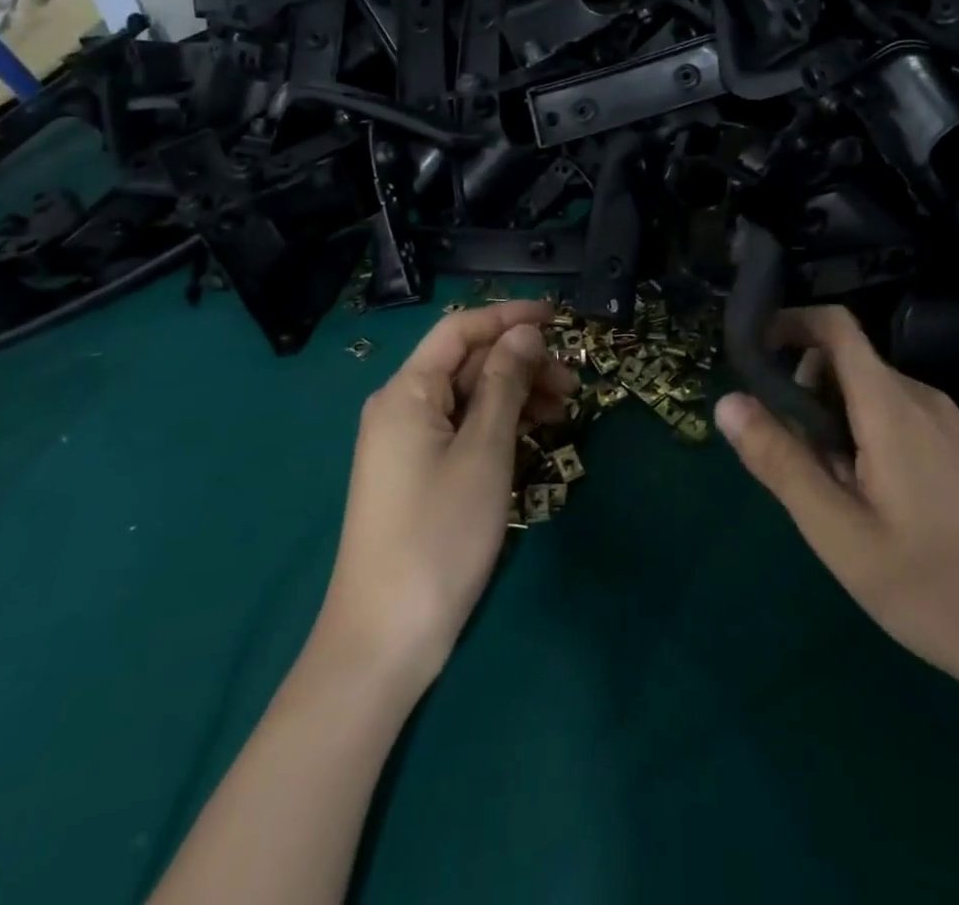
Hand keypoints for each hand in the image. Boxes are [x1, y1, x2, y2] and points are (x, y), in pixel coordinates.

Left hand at [313, 300, 576, 693]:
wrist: (385, 640)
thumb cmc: (439, 535)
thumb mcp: (484, 452)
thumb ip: (505, 383)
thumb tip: (525, 333)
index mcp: (406, 392)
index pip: (460, 329)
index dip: (509, 316)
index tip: (560, 318)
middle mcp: (401, 407)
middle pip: (466, 362)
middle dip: (521, 362)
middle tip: (573, 383)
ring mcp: (408, 443)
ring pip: (469, 396)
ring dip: (516, 394)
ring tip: (564, 411)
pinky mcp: (419, 473)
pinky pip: (463, 429)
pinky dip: (499, 424)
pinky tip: (534, 436)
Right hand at [714, 306, 958, 714]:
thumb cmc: (934, 590)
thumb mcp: (839, 534)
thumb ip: (780, 462)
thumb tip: (728, 401)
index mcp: (892, 408)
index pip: (836, 327)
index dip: (790, 323)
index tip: (755, 355)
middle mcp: (930, 400)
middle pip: (853, 364)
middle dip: (811, 393)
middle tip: (802, 463)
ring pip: (882, 396)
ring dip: (845, 421)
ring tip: (847, 496)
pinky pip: (914, 419)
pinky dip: (880, 436)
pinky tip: (893, 506)